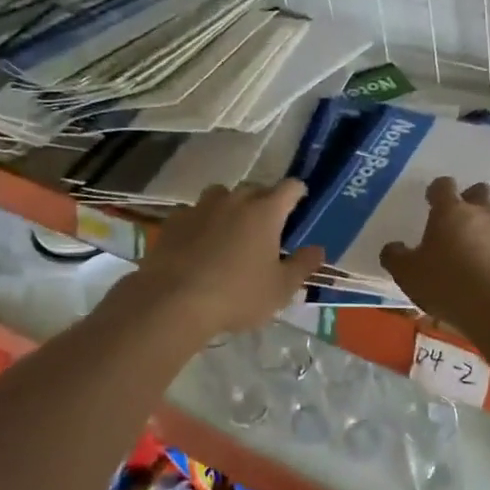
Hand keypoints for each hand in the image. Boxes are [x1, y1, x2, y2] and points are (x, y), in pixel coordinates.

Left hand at [123, 180, 324, 337]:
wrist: (171, 303)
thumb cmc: (236, 295)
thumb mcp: (281, 289)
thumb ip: (303, 265)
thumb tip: (318, 248)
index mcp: (265, 211)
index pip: (290, 187)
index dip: (298, 193)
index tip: (300, 205)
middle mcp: (235, 200)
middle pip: (255, 188)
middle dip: (264, 202)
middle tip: (267, 227)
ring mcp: (201, 207)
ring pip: (222, 195)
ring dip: (230, 206)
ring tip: (231, 231)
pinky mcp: (174, 221)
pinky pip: (195, 213)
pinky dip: (202, 222)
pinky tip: (199, 244)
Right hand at [380, 178, 489, 332]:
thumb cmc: (445, 284)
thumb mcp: (408, 273)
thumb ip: (396, 256)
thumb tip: (392, 248)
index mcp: (450, 210)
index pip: (443, 185)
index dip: (437, 190)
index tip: (432, 201)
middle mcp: (481, 211)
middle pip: (481, 189)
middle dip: (472, 198)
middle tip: (463, 216)